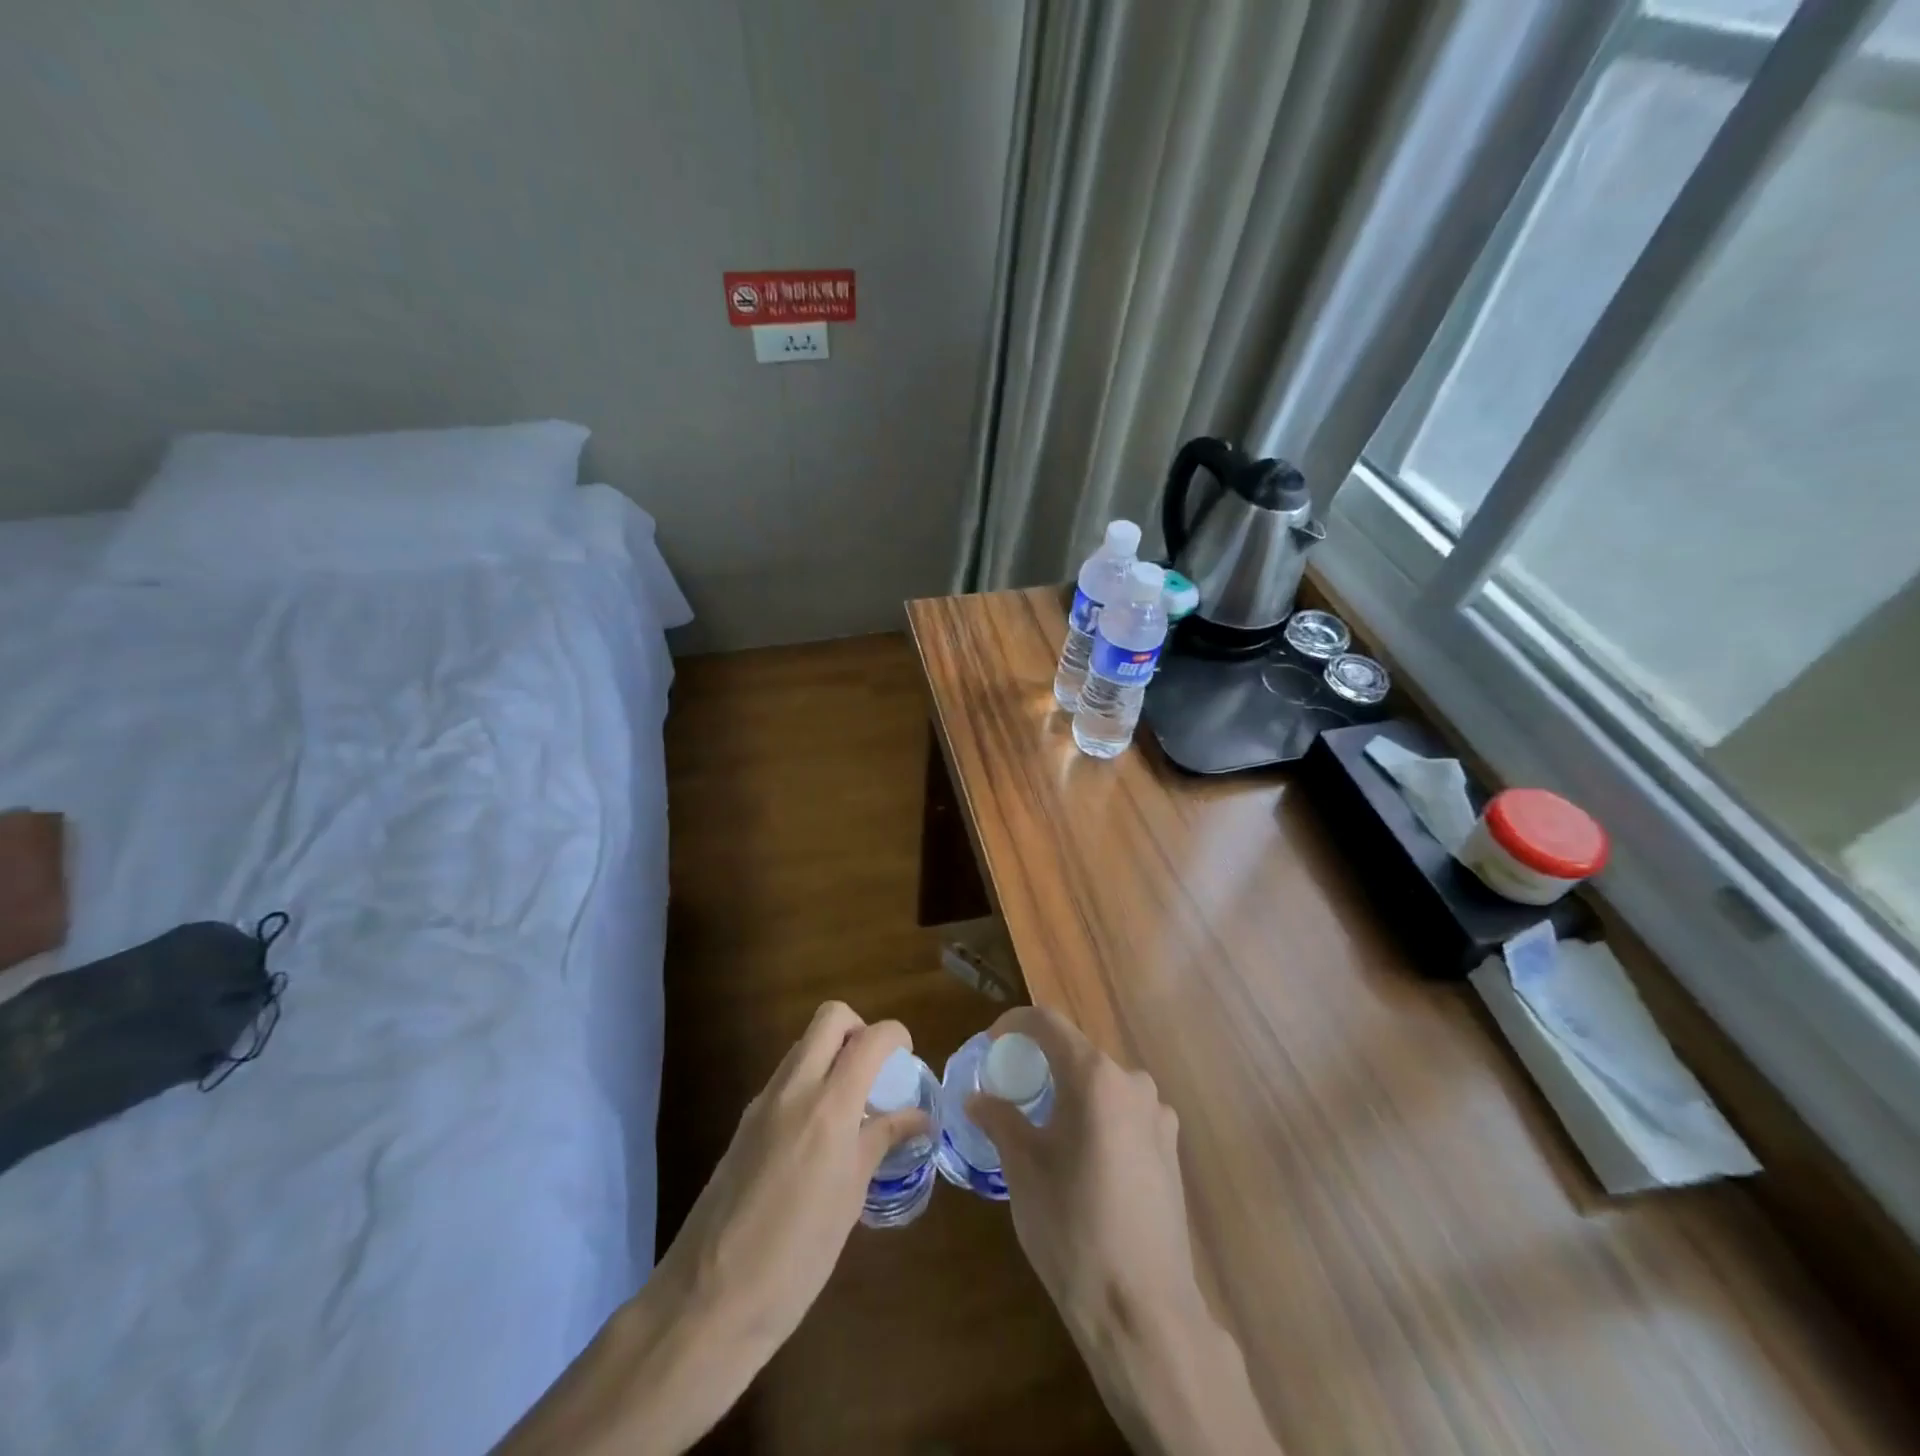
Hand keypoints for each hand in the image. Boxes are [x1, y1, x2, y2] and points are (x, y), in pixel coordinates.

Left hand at [657, 1000, 928, 1356]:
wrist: (709, 1301)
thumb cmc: (796, 1258)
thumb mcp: (850, 1199)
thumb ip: (882, 1142)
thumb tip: (919, 1117)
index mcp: (828, 1106)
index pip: (870, 1038)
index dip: (896, 1036)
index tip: (907, 1058)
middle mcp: (793, 1089)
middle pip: (830, 1018)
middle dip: (859, 1029)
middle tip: (875, 1072)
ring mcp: (762, 1102)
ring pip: (804, 1045)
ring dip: (832, 1055)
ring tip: (852, 1107)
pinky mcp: (744, 1122)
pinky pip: (785, 1078)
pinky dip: (809, 1083)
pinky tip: (818, 1135)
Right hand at [965, 1006, 1202, 1340]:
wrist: (1144, 1308)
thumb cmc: (1073, 1229)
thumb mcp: (1024, 1170)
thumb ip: (1000, 1120)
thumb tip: (977, 1098)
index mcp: (1095, 1077)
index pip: (1048, 1024)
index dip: (1014, 1024)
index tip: (991, 1044)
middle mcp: (1132, 1082)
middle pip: (1078, 1052)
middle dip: (1041, 1061)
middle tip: (1011, 1087)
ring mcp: (1158, 1114)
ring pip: (1103, 1083)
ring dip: (1071, 1090)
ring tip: (1044, 1123)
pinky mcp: (1171, 1147)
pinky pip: (1125, 1111)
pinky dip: (1098, 1115)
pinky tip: (1083, 1154)